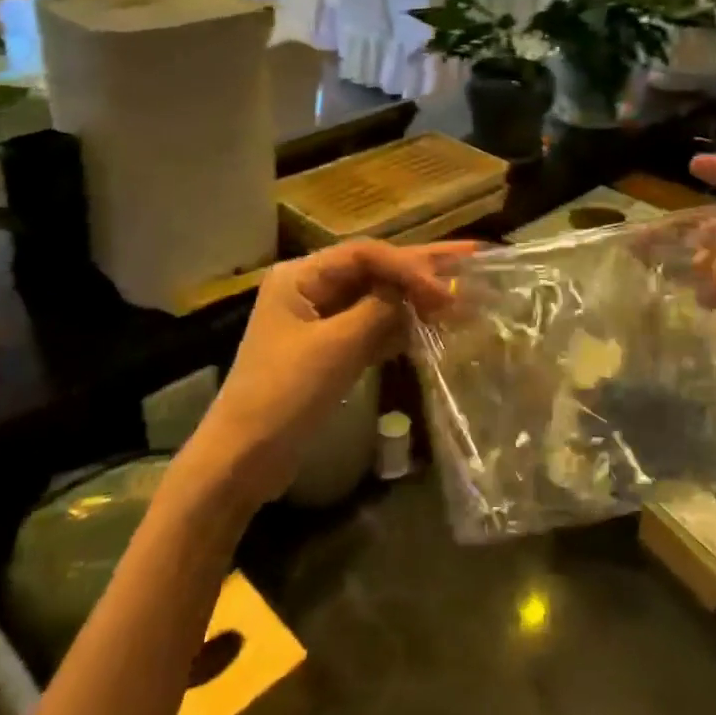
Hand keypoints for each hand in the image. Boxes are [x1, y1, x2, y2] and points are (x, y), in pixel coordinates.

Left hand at [185, 239, 474, 505]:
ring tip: (463, 293)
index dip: (409, 266)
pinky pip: (373, 327)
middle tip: (472, 258)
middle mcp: (311, 288)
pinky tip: (435, 327)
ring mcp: (321, 320)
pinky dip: (402, 327)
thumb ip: (381, 311)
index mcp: (301, 276)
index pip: (366, 254)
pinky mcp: (331, 350)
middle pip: (375, 269)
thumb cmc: (284, 395)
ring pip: (379, 299)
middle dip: (422, 268)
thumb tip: (424, 288)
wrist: (243, 460)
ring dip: (417, 299)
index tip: (443, 291)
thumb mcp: (336, 348)